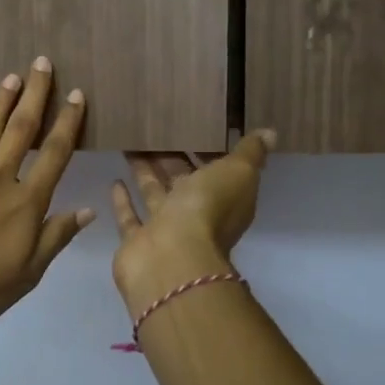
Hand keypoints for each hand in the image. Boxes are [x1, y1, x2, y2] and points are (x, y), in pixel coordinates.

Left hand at [0, 58, 93, 331]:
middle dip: (34, 95)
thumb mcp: (29, 273)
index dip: (67, 123)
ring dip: (0, 102)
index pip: (54, 155)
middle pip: (20, 131)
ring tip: (11, 76)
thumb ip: (56, 237)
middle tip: (41, 63)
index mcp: (25, 204)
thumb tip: (87, 209)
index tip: (76, 95)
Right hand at [109, 131, 275, 314]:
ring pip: (155, 195)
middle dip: (171, 159)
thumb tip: (269, 134)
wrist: (171, 258)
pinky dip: (123, 200)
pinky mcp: (137, 240)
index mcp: (226, 199)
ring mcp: (166, 229)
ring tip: (130, 145)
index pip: (219, 171)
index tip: (194, 126)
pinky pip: (131, 216)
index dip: (208, 151)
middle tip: (155, 131)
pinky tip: (115, 180)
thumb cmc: (207, 210)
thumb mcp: (238, 172)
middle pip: (183, 181)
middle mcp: (197, 215)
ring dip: (144, 173)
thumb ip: (249, 153)